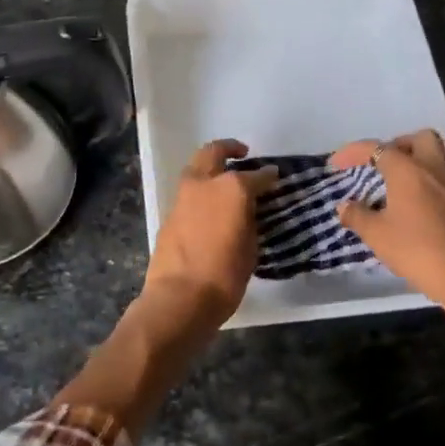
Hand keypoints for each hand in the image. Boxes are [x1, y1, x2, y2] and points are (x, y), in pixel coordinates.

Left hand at [140, 139, 277, 335]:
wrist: (180, 297)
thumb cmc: (225, 276)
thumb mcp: (251, 247)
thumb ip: (250, 220)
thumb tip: (249, 210)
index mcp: (232, 188)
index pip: (257, 175)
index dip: (268, 176)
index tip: (275, 177)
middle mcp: (205, 183)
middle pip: (215, 152)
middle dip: (229, 149)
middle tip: (243, 154)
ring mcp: (183, 195)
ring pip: (196, 167)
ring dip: (210, 167)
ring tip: (224, 178)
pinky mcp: (169, 211)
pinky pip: (188, 190)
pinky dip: (200, 189)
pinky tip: (210, 204)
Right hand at [330, 130, 444, 325]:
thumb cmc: (416, 251)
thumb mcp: (377, 235)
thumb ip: (357, 215)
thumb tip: (344, 206)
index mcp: (408, 171)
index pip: (377, 148)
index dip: (353, 152)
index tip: (336, 165)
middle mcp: (434, 170)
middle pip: (420, 139)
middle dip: (398, 145)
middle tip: (381, 164)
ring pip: (436, 159)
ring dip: (415, 165)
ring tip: (395, 188)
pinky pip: (444, 182)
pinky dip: (427, 185)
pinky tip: (415, 210)